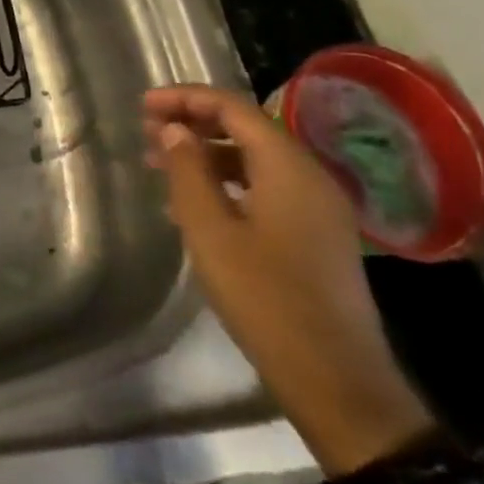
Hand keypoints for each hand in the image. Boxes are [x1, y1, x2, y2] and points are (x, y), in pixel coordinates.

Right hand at [145, 84, 432, 475]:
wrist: (339, 386)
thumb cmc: (267, 300)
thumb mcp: (211, 232)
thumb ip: (189, 171)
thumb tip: (175, 130)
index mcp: (289, 167)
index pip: (233, 107)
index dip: (186, 98)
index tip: (144, 105)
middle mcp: (310, 176)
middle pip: (246, 128)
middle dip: (194, 123)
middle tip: (147, 132)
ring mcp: (318, 208)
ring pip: (255, 159)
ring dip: (207, 154)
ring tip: (161, 165)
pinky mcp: (317, 236)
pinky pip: (266, 188)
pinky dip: (227, 183)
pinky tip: (193, 204)